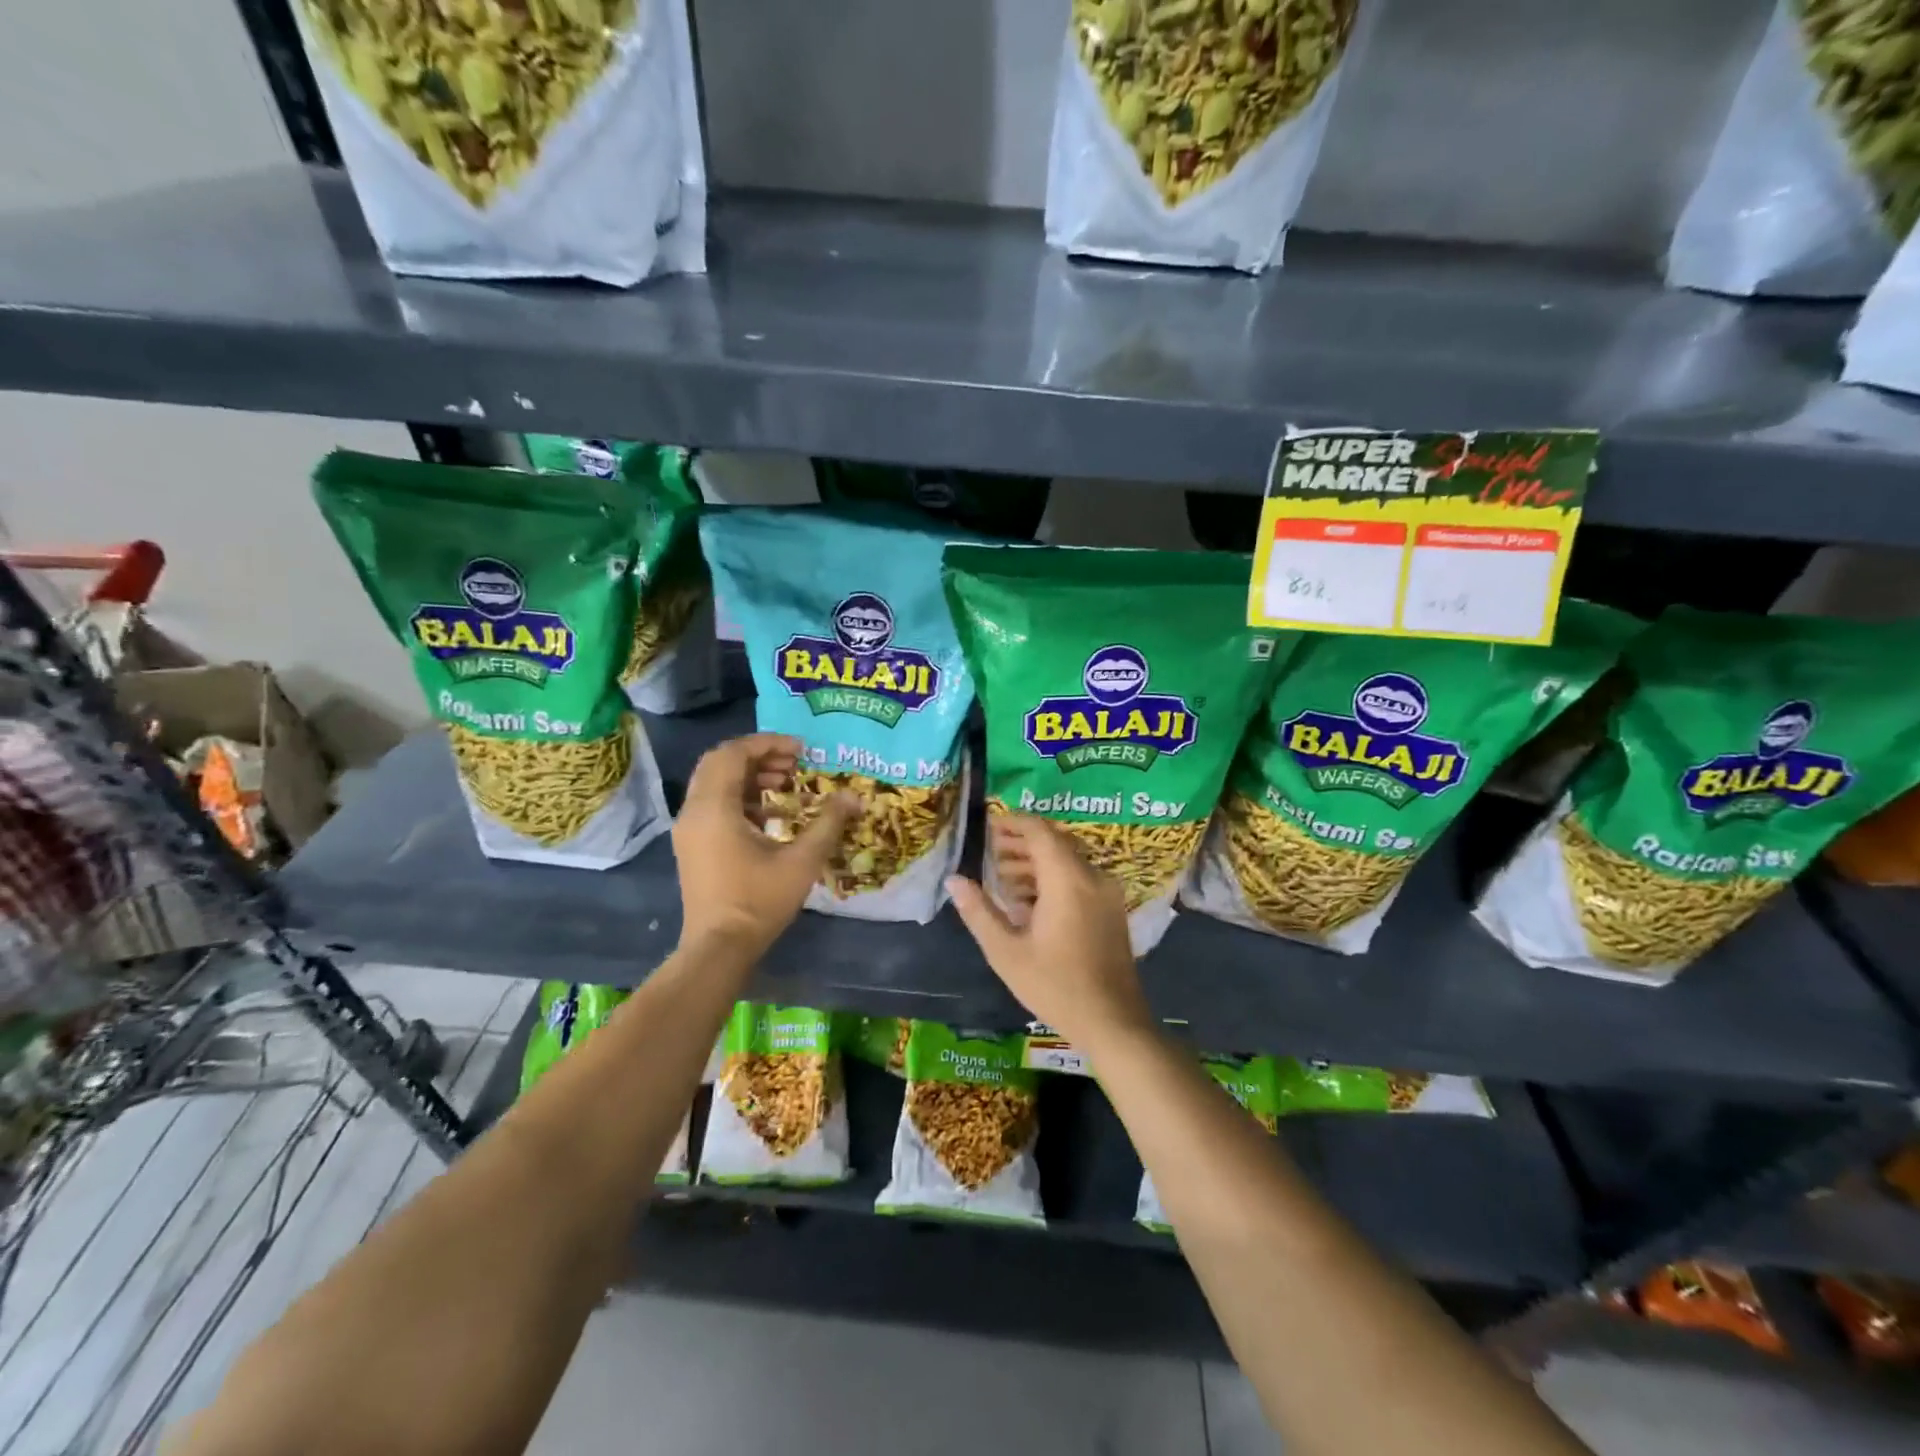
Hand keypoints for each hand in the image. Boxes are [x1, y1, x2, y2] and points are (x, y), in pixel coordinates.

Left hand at [673, 734, 858, 960]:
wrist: (719, 948)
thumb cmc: (758, 901)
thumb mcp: (802, 861)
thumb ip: (828, 823)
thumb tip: (853, 796)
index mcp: (714, 808)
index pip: (733, 754)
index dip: (767, 744)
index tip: (801, 749)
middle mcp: (694, 811)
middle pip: (719, 763)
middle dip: (757, 756)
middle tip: (793, 763)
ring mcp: (689, 830)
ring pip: (715, 783)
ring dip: (749, 776)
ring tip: (785, 784)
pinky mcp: (692, 846)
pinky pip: (713, 805)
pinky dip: (740, 798)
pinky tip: (771, 815)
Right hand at [946, 814, 1152, 1051]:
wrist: (1113, 1022)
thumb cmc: (1055, 986)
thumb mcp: (1006, 952)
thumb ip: (979, 911)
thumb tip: (954, 880)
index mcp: (1068, 880)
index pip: (1040, 831)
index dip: (1012, 823)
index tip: (988, 826)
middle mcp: (1092, 877)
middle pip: (1055, 842)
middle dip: (1021, 844)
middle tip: (990, 853)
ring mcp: (1106, 893)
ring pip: (1068, 861)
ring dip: (1036, 863)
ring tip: (1002, 880)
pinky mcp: (1111, 910)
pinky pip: (1079, 878)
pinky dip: (1053, 879)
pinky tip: (1029, 903)